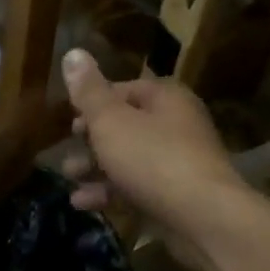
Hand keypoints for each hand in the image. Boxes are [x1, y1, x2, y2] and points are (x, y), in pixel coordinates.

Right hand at [60, 49, 246, 239]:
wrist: (203, 218)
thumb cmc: (152, 157)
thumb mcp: (110, 120)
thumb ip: (88, 91)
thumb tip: (73, 52)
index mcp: (166, 98)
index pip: (125, 89)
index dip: (93, 102)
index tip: (69, 121)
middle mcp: (177, 125)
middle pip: (126, 126)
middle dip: (91, 140)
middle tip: (66, 150)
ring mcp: (180, 163)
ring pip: (129, 159)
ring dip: (95, 168)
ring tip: (68, 177)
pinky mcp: (177, 196)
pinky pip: (138, 187)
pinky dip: (110, 192)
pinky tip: (82, 203)